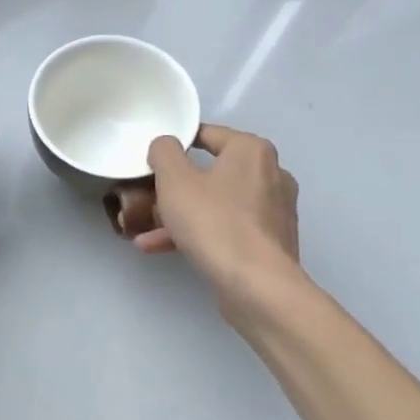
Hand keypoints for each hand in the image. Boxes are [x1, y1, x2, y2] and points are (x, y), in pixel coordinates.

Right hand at [129, 124, 302, 316]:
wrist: (256, 285)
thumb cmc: (214, 222)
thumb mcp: (174, 180)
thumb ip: (164, 152)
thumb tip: (166, 144)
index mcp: (252, 151)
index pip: (207, 134)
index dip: (175, 143)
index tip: (151, 160)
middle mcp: (270, 174)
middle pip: (211, 171)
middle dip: (175, 186)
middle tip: (148, 195)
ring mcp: (273, 210)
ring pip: (216, 203)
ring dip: (181, 214)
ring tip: (146, 230)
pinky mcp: (270, 241)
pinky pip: (226, 227)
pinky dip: (198, 233)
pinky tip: (161, 248)